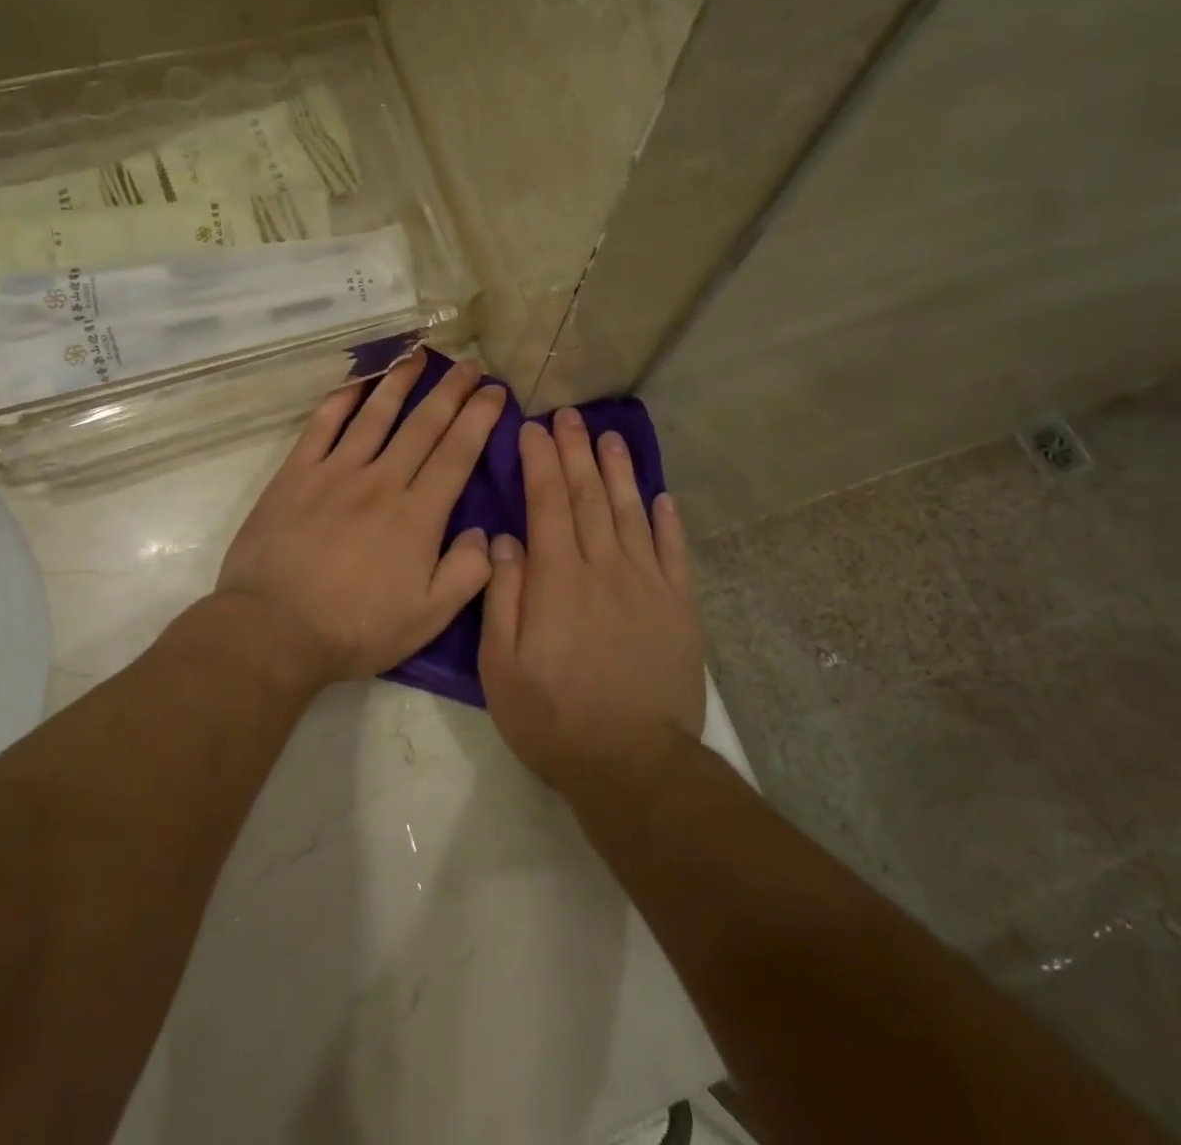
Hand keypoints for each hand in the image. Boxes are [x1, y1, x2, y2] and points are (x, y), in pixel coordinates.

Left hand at [216, 353, 506, 686]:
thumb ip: (466, 574)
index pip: (457, 453)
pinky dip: (341, 400)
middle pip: (423, 425)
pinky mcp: (296, 474)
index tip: (495, 391)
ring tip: (419, 355)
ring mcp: (335, 473)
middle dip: (451, 391)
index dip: (479, 418)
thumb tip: (484, 533)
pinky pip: (322, 426)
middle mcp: (381, 481)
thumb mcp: (427, 618)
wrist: (273, 629)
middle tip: (470, 365)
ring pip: (375, 415)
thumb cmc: (354, 628)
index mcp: (417, 515)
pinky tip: (356, 382)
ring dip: (400, 382)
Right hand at [478, 408, 705, 793]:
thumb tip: (504, 540)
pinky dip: (668, 521)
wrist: (634, 764)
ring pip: (632, 513)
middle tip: (570, 417)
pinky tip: (662, 496)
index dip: (540, 461)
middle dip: (577, 452)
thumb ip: (502, 597)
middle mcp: (605, 567)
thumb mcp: (502, 667)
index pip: (546, 503)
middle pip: (589, 496)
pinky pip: (674, 552)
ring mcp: (648, 584)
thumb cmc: (554, 718)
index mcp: (558, 579)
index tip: (533, 428)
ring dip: (620, 472)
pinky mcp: (679, 607)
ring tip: (611, 438)